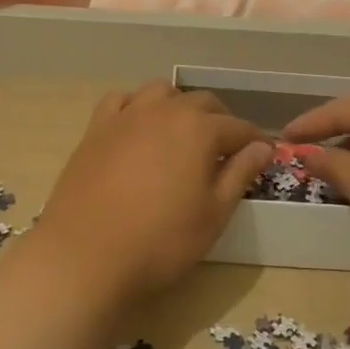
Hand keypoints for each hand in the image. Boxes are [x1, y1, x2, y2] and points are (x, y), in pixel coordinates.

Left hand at [34, 82, 272, 305]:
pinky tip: (139, 127)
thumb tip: (263, 147)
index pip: (238, 127)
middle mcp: (165, 110)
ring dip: (179, 105)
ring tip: (183, 133)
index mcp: (199, 129)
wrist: (86, 256)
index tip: (263, 154)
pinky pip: (121, 100)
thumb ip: (240, 174)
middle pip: (203, 102)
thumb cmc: (161, 241)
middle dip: (221, 120)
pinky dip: (137, 106)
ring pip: (161, 92)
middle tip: (227, 149)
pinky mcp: (96, 129)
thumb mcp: (214, 214)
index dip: (254, 141)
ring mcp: (126, 116)